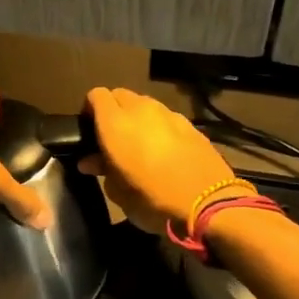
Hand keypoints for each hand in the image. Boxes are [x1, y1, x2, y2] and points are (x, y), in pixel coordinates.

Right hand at [79, 87, 239, 232]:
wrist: (208, 202)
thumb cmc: (152, 199)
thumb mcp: (118, 192)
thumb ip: (102, 169)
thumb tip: (90, 160)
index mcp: (115, 122)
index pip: (96, 95)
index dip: (90, 110)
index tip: (90, 131)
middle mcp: (140, 109)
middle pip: (121, 95)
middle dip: (113, 111)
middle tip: (113, 138)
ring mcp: (169, 114)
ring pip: (145, 105)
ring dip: (138, 118)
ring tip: (140, 144)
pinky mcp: (190, 124)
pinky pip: (166, 118)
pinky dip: (160, 127)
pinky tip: (165, 151)